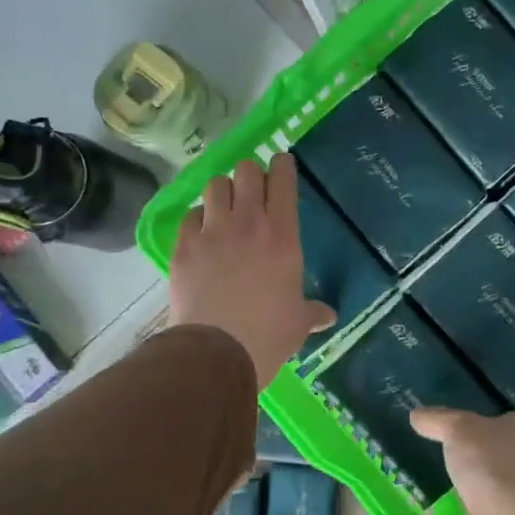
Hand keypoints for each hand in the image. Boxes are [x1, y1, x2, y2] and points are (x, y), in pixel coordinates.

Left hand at [170, 154, 334, 388]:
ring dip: (222, 191)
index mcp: (284, 236)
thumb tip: (329, 317)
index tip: (282, 163)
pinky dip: (197, 218)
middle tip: (252, 189)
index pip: (283, 182)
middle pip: (246, 171)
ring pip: (215, 185)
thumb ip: (312, 312)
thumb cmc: (269, 335)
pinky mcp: (184, 246)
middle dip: (250, 174)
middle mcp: (248, 223)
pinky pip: (189, 215)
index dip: (283, 166)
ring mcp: (213, 231)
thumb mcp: (298, 323)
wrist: (218, 351)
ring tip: (224, 206)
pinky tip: (200, 233)